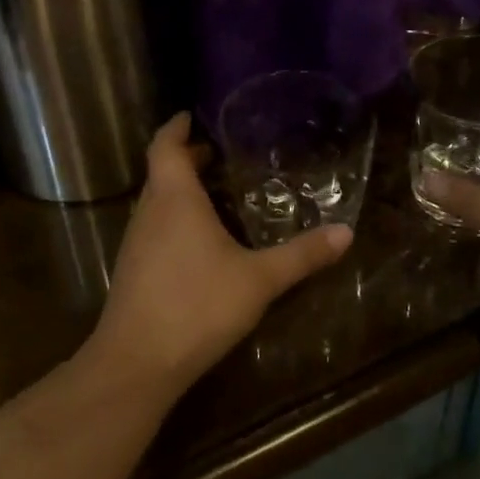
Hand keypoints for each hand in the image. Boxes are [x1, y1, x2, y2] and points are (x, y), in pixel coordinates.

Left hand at [83, 113, 352, 396]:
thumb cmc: (198, 306)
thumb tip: (347, 232)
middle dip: (185, 159)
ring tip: (213, 192)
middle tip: (216, 154)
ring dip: (178, 190)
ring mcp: (136, 243)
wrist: (137, 363)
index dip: (176, 128)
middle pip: (161, 172)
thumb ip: (302, 255)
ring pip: (156, 202)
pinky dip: (173, 218)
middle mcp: (149, 212)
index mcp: (174, 199)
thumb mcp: (259, 280)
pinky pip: (153, 227)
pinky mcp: (132, 270)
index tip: (190, 115)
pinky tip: (198, 242)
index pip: (166, 146)